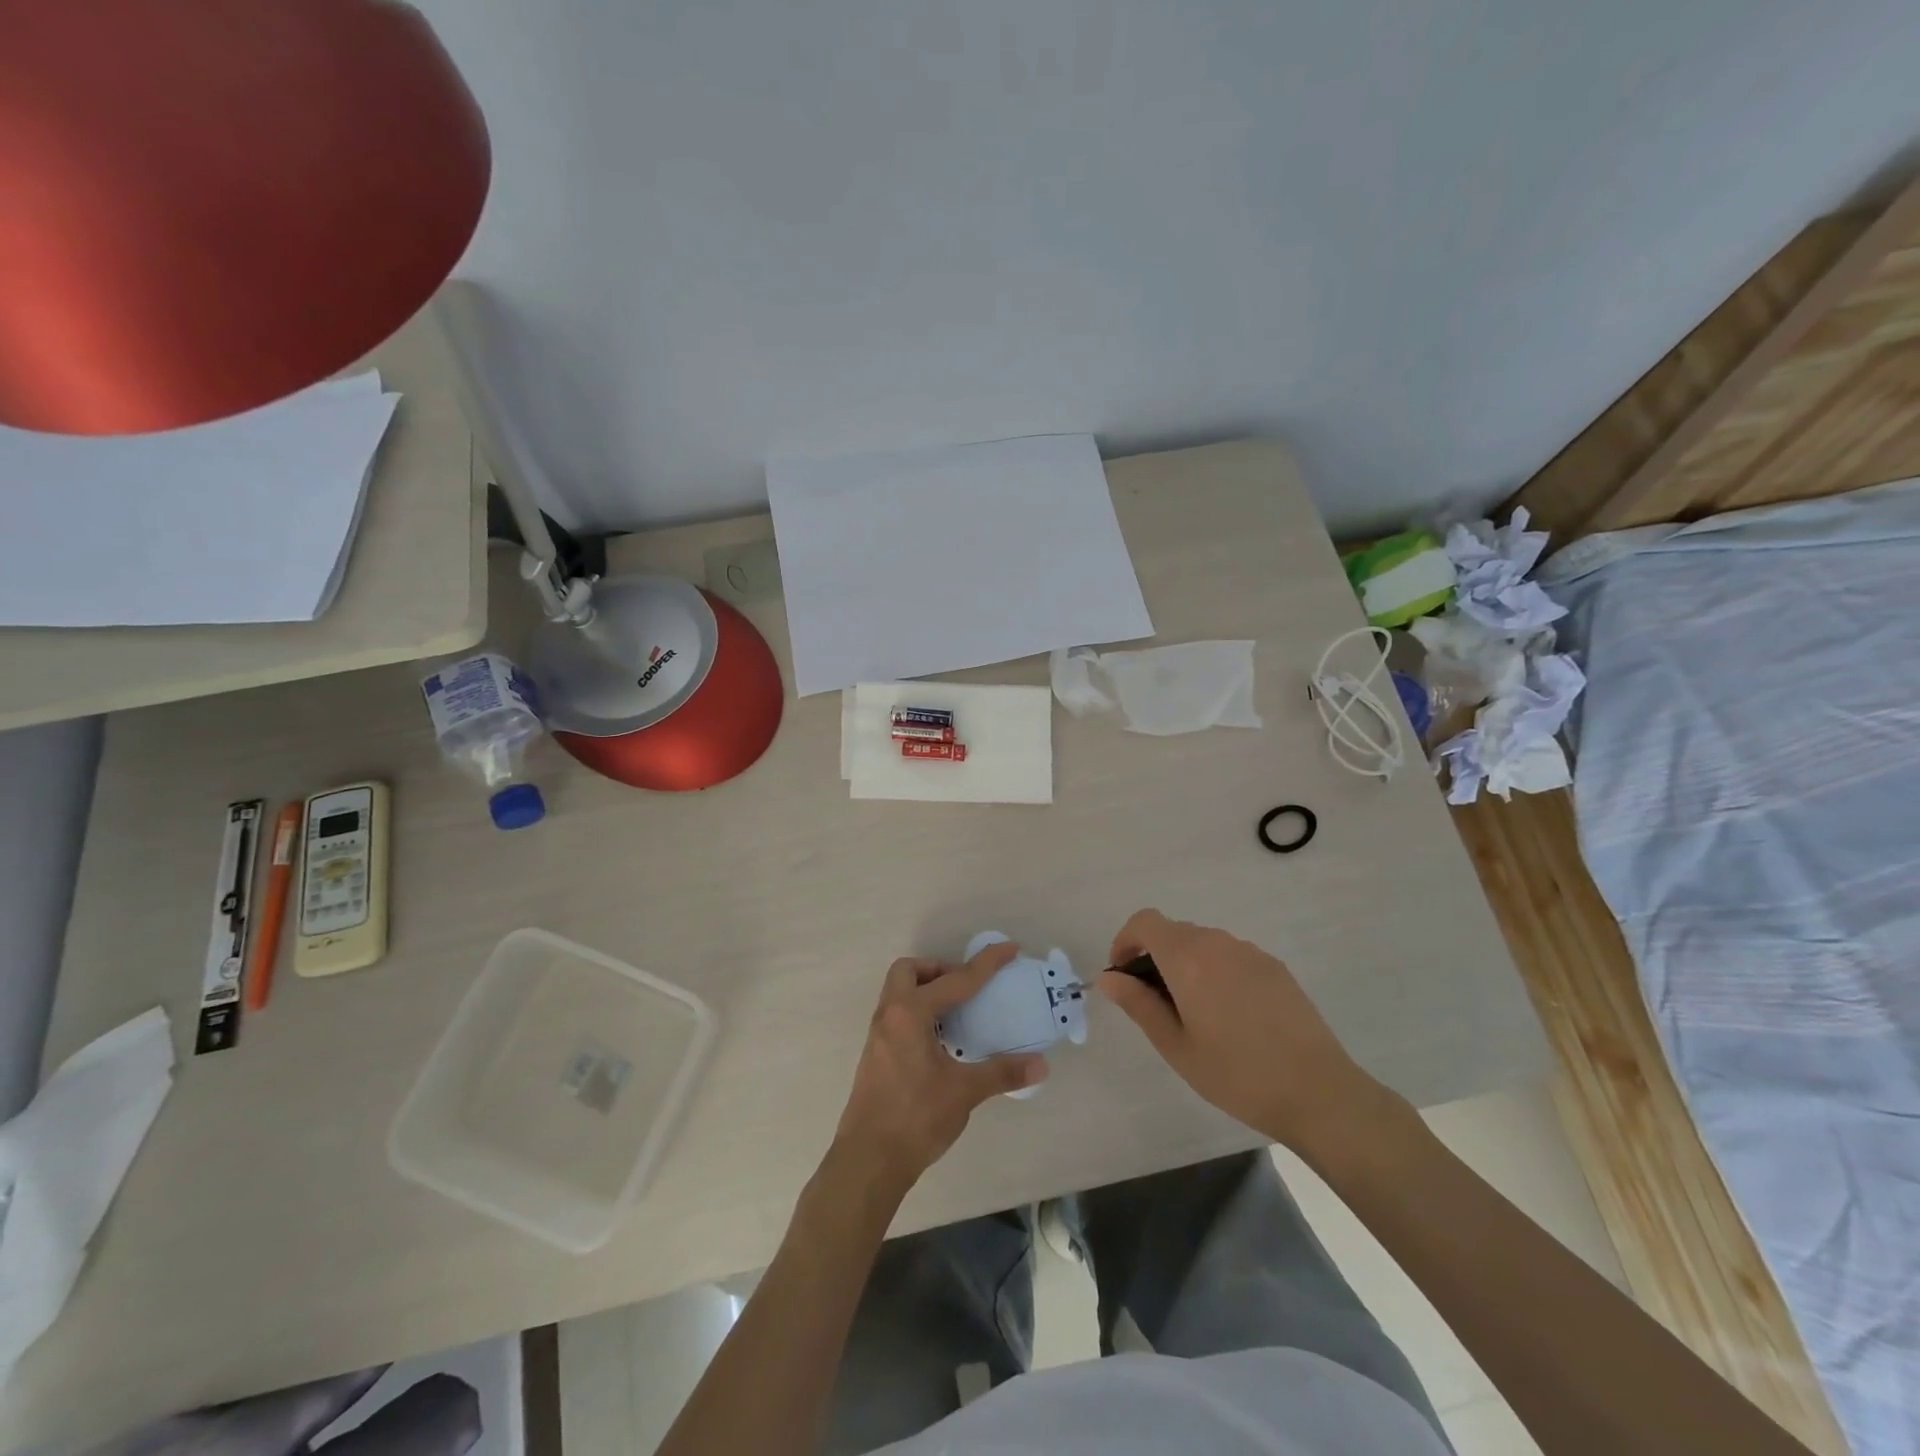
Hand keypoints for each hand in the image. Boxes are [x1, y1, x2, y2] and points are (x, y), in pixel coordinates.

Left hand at [832, 942, 1047, 1199]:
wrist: (868, 1160)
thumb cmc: (915, 1118)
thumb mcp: (963, 1092)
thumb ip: (1001, 1073)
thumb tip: (1040, 1065)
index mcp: (910, 1014)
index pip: (955, 980)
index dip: (986, 964)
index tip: (1010, 949)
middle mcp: (889, 1016)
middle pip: (909, 971)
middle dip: (939, 970)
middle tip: (966, 989)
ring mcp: (878, 1036)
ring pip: (899, 993)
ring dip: (927, 991)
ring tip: (957, 1013)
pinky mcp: (875, 1055)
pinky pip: (897, 1015)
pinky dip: (919, 1013)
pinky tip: (940, 1041)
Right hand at [1098, 909, 1394, 1152]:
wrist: (1318, 1092)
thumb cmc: (1236, 1074)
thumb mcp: (1176, 1046)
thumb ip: (1138, 1004)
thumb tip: (1109, 977)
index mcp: (1188, 958)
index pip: (1145, 922)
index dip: (1126, 940)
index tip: (1123, 975)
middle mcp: (1218, 943)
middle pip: (1173, 932)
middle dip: (1154, 957)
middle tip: (1154, 1004)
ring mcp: (1250, 953)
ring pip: (1203, 944)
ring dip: (1186, 964)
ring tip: (1193, 1013)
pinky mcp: (1275, 967)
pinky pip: (1231, 956)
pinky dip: (1216, 971)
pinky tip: (1230, 1016)